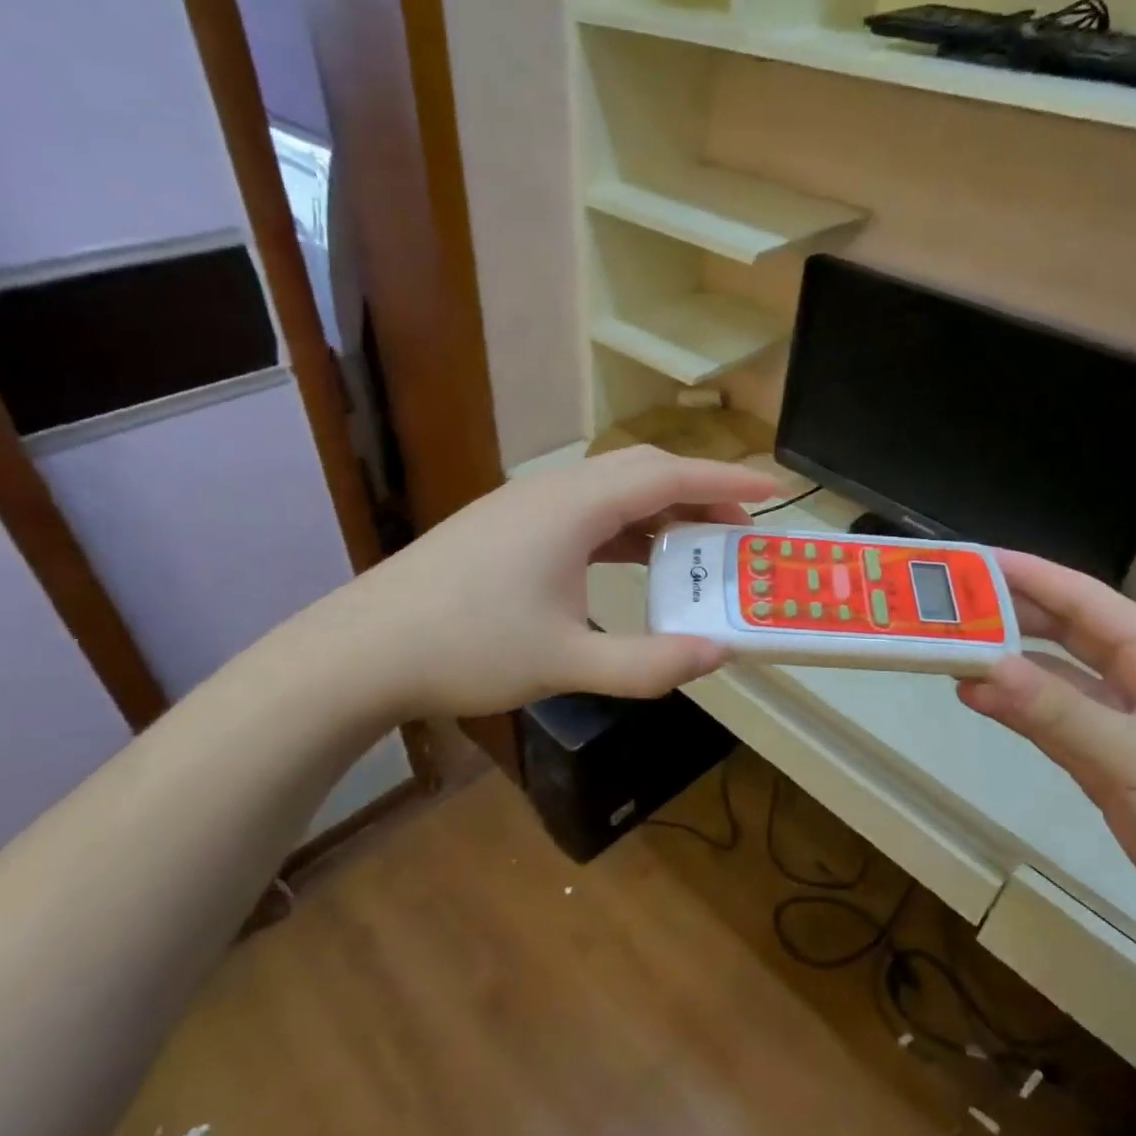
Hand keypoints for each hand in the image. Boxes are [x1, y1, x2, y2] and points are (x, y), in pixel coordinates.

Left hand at [308, 447, 778, 719]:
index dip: (725, 479)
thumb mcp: (567, 663)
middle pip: (640, 472)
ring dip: (658, 511)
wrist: (363, 650)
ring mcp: (522, 507)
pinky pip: (582, 513)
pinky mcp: (504, 528)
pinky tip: (633, 561)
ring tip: (696, 547)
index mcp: (572, 508)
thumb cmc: (467, 649)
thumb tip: (719, 653)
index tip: (773, 489)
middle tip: (738, 530)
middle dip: (697, 493)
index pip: (666, 475)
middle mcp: (551, 492)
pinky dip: (622, 529)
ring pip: (609, 492)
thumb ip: (649, 663)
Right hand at [957, 552, 1135, 954]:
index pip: (1085, 600)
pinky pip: (1055, 724)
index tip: (972, 560)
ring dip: (1007, 667)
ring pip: (1055, 681)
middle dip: (1010, 617)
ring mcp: (1127, 726)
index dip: (1029, 575)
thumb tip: (982, 667)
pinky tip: (978, 700)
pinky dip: (1018, 711)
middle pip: (1065, 635)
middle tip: (946, 607)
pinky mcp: (1113, 767)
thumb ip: (1057, 711)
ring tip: (947, 653)